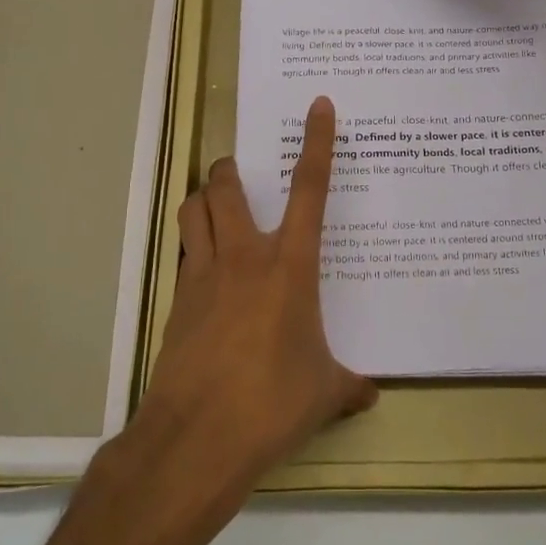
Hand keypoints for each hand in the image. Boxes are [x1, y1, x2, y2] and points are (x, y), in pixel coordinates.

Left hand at [132, 96, 377, 496]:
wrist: (197, 437)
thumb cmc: (273, 403)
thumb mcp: (324, 393)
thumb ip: (348, 385)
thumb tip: (370, 394)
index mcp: (290, 266)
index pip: (310, 190)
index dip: (317, 143)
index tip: (317, 107)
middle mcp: (244, 258)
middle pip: (226, 187)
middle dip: (231, 170)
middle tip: (240, 174)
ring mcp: (203, 276)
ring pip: (193, 211)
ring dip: (204, 200)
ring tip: (217, 210)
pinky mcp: (175, 302)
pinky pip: (183, 256)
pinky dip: (194, 249)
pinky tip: (208, 278)